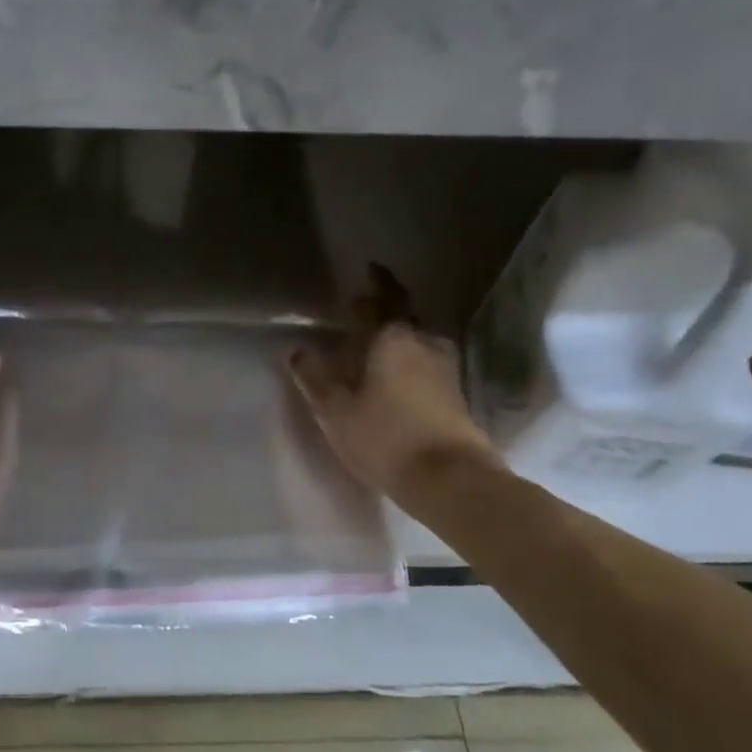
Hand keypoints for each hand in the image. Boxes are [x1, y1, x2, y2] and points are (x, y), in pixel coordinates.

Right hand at [287, 266, 498, 497]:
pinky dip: (409, 369)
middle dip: (382, 319)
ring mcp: (446, 371)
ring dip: (397, 347)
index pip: (387, 297)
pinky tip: (395, 386)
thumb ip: (314, 377)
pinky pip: (426, 370)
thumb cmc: (385, 436)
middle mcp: (424, 345)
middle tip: (359, 321)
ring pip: (417, 347)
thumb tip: (296, 350)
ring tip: (373, 358)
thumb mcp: (336, 410)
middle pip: (403, 322)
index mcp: (394, 338)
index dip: (379, 282)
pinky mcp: (456, 398)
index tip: (371, 271)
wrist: (450, 480)